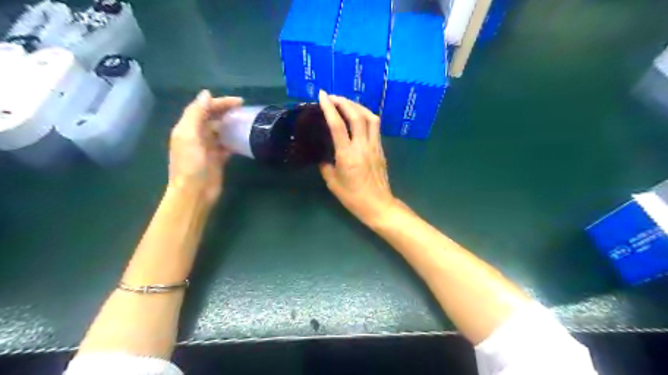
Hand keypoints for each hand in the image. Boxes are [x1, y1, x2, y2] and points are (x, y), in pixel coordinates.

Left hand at [168, 89, 244, 206]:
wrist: (194, 192)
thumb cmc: (190, 164)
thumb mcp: (189, 136)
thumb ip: (196, 114)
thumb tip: (207, 94)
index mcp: (188, 128)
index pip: (204, 108)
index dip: (220, 102)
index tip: (239, 102)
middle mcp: (197, 136)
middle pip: (213, 118)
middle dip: (227, 112)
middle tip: (245, 110)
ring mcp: (208, 148)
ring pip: (221, 131)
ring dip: (232, 125)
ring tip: (247, 122)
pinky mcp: (218, 159)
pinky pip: (227, 145)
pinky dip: (235, 141)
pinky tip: (244, 138)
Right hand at [319, 91, 398, 225]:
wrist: (378, 205)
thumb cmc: (353, 197)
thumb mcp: (333, 183)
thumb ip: (326, 166)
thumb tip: (325, 157)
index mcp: (347, 155)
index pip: (337, 124)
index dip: (329, 107)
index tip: (322, 95)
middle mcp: (362, 146)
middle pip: (356, 115)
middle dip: (344, 101)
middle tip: (333, 97)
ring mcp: (374, 146)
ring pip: (370, 117)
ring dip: (358, 106)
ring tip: (346, 103)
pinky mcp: (381, 149)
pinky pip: (375, 126)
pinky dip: (366, 116)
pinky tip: (359, 117)